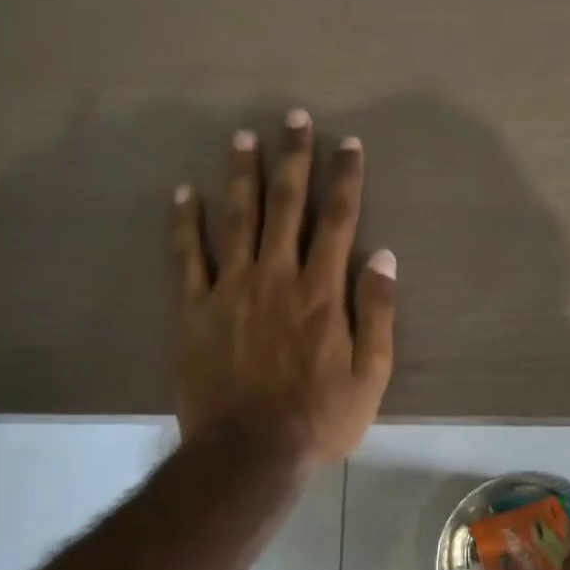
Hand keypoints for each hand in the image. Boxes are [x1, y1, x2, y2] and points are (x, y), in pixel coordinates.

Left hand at [173, 111, 394, 465]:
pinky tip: (184, 192)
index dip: (345, 178)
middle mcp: (277, 276)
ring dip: (242, 175)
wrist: (249, 452)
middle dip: (293, 158)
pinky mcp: (194, 310)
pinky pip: (187, 256)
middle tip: (294, 118)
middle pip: (287, 205)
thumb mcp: (371, 374)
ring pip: (238, 218)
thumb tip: (384, 258)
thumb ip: (378, 313)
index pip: (338, 220)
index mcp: (322, 291)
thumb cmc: (319, 417)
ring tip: (243, 137)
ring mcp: (230, 289)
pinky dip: (185, 222)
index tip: (348, 143)